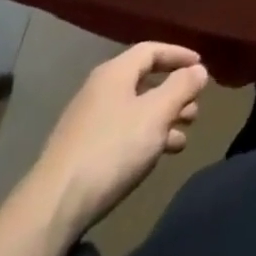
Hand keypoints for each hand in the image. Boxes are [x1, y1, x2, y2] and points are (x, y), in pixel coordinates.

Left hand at [28, 42, 207, 237]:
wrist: (54, 206)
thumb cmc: (112, 148)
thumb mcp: (156, 114)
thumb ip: (181, 87)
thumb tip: (198, 69)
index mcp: (115, 73)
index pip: (151, 50)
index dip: (178, 55)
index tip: (201, 66)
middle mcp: (99, 90)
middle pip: (143, 81)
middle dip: (173, 93)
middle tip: (195, 108)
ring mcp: (88, 121)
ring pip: (135, 110)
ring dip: (162, 119)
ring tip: (183, 137)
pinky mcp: (82, 151)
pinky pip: (122, 132)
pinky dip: (144, 137)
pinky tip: (158, 156)